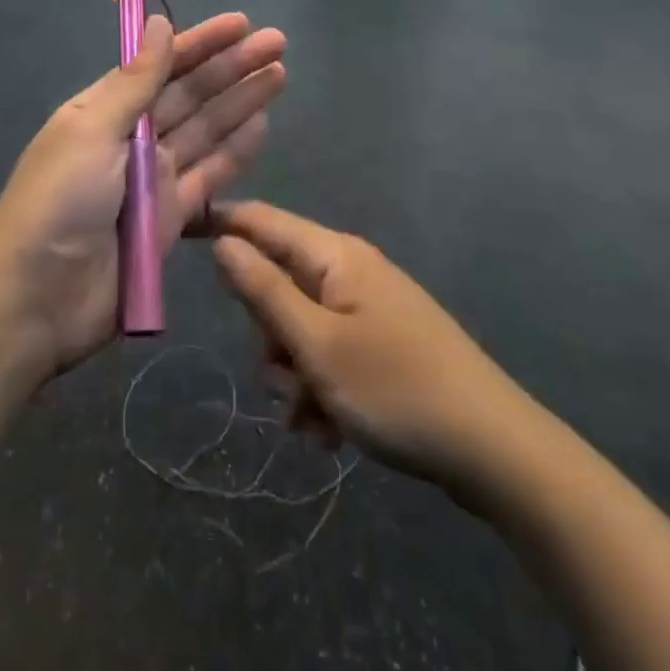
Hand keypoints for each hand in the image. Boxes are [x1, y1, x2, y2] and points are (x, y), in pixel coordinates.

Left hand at [0, 13, 286, 377]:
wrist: (37, 300)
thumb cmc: (57, 202)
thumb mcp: (91, 132)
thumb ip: (134, 82)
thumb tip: (158, 23)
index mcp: (104, 110)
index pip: (160, 65)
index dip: (201, 43)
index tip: (240, 23)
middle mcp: (131, 138)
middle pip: (190, 95)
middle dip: (232, 67)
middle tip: (277, 42)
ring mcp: (153, 180)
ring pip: (207, 130)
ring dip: (241, 101)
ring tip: (279, 74)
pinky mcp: (171, 219)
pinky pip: (210, 176)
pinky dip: (235, 151)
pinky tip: (261, 125)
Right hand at [211, 201, 518, 492]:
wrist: (495, 450)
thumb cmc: (396, 388)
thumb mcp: (317, 345)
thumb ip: (263, 290)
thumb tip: (222, 242)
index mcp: (334, 256)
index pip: (261, 220)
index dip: (218, 222)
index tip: (175, 231)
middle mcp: (349, 271)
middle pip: (277, 285)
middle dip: (268, 337)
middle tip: (284, 380)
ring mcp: (367, 307)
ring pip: (299, 327)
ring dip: (293, 374)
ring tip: (314, 420)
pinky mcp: (381, 343)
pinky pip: (328, 353)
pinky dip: (319, 388)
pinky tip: (330, 431)